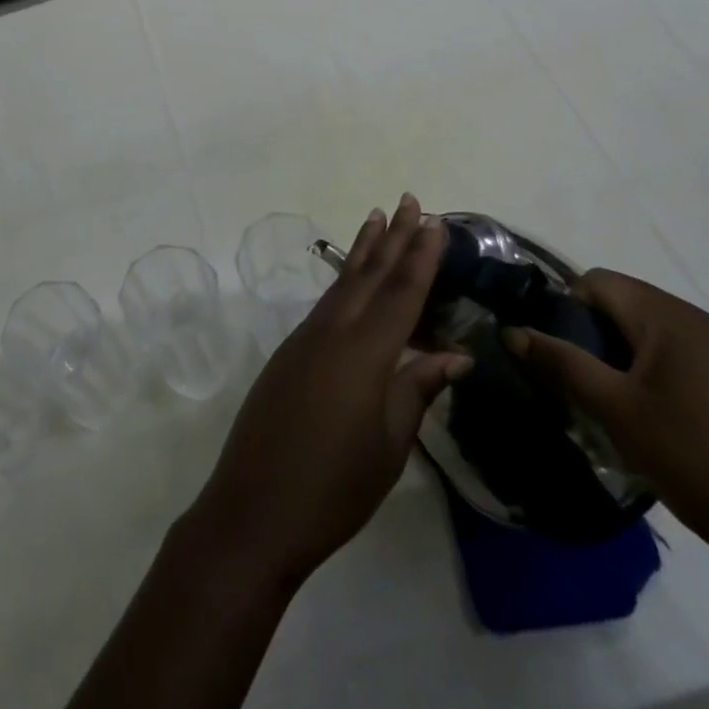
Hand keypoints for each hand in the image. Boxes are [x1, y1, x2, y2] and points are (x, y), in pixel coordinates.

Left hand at [183, 195, 472, 589]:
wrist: (254, 509)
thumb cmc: (334, 487)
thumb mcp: (389, 444)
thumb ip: (417, 390)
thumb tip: (453, 354)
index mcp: (364, 353)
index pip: (401, 293)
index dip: (421, 256)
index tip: (435, 221)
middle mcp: (332, 332)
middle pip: (369, 275)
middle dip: (393, 237)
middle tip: (410, 199)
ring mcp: (305, 339)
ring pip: (343, 284)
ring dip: (363, 250)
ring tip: (377, 218)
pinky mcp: (289, 352)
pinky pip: (325, 304)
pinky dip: (345, 282)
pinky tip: (351, 279)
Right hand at [507, 270, 708, 579]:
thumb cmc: (701, 461)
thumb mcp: (617, 412)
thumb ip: (561, 364)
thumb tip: (512, 331)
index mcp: (670, 317)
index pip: (597, 281)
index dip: (565, 308)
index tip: (554, 354)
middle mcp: (701, 323)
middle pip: (624, 305)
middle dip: (590, 337)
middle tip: (575, 386)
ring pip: (651, 336)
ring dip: (620, 361)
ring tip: (610, 410)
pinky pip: (680, 361)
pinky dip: (653, 379)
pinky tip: (655, 426)